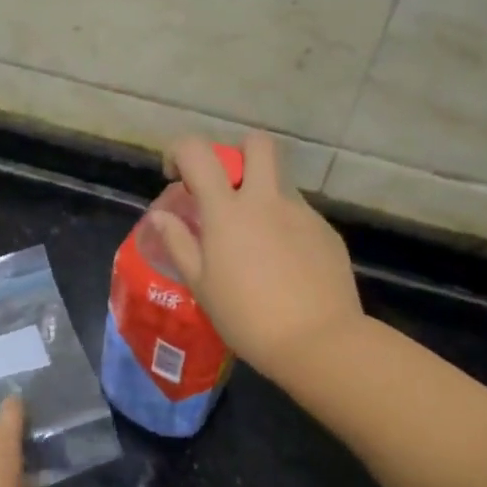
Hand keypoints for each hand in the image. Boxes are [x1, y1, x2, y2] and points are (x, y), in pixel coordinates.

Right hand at [148, 132, 362, 381]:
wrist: (318, 342)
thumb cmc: (247, 317)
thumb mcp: (201, 284)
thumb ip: (178, 243)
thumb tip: (160, 216)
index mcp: (227, 210)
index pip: (198, 151)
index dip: (180, 151)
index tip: (176, 176)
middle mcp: (266, 200)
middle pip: (257, 144)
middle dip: (238, 152)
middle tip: (227, 187)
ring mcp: (301, 213)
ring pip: (280, 182)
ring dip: (262, 194)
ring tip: (256, 240)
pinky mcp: (326, 231)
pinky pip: (300, 214)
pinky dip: (285, 226)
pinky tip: (284, 264)